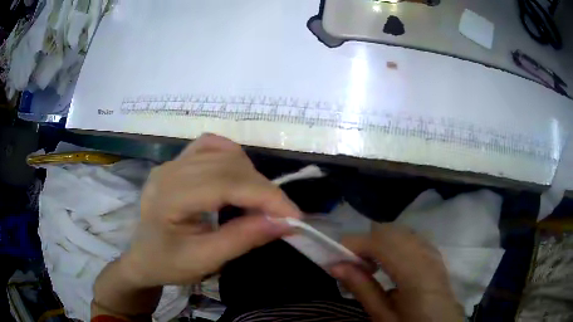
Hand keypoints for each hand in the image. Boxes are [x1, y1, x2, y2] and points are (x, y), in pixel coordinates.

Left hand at [115, 133, 300, 286]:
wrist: (142, 258)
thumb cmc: (167, 264)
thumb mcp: (204, 261)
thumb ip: (242, 239)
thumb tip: (283, 223)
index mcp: (168, 197)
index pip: (225, 184)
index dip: (265, 196)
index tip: (294, 216)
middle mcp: (169, 171)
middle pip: (227, 165)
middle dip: (263, 189)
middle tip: (282, 215)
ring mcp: (172, 162)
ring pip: (223, 153)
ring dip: (250, 175)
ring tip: (259, 202)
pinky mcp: (177, 162)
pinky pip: (210, 146)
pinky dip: (232, 158)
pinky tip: (239, 176)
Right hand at [331, 223, 463, 321]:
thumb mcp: (384, 317)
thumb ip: (363, 289)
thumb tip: (336, 266)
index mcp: (416, 275)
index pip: (381, 242)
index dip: (354, 244)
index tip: (335, 258)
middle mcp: (427, 255)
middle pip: (390, 231)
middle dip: (365, 242)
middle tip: (351, 265)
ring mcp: (433, 251)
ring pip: (399, 231)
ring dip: (378, 242)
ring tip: (369, 266)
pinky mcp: (434, 253)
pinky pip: (410, 237)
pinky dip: (393, 243)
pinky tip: (389, 263)